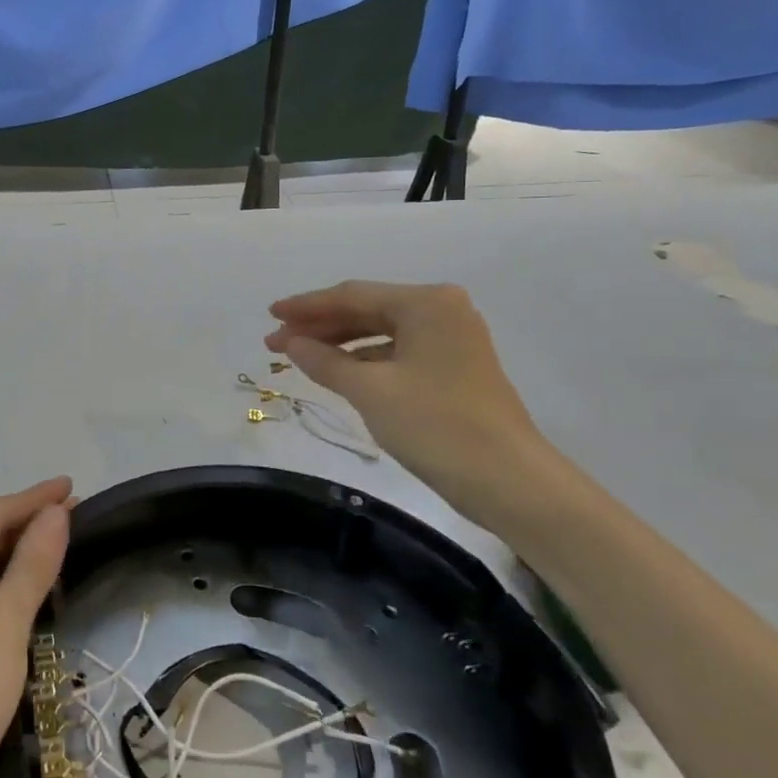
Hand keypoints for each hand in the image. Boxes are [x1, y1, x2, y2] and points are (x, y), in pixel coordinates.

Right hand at [266, 282, 555, 522]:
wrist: (508, 481)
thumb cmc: (435, 425)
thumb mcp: (369, 391)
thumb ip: (324, 361)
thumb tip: (290, 343)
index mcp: (426, 303)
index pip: (352, 295)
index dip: (306, 306)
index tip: (269, 315)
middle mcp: (442, 311)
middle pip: (366, 309)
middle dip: (319, 326)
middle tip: (275, 342)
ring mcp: (451, 339)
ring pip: (380, 332)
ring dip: (338, 343)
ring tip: (298, 357)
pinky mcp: (453, 368)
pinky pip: (396, 352)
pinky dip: (364, 360)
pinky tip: (337, 372)